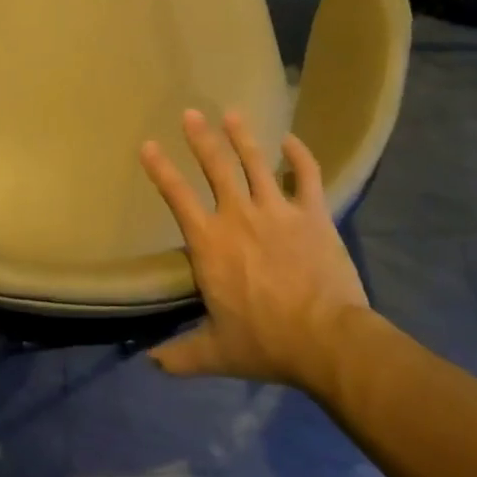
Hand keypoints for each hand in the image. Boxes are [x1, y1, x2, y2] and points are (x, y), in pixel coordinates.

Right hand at [139, 109, 374, 388]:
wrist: (327, 341)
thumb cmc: (266, 343)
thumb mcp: (216, 352)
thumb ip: (180, 355)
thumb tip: (149, 363)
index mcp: (210, 244)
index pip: (177, 197)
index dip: (161, 169)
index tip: (148, 146)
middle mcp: (239, 216)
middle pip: (216, 167)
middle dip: (201, 138)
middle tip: (191, 113)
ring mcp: (278, 211)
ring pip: (257, 162)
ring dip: (243, 136)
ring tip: (233, 113)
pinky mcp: (313, 214)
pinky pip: (307, 175)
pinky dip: (299, 155)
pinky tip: (291, 139)